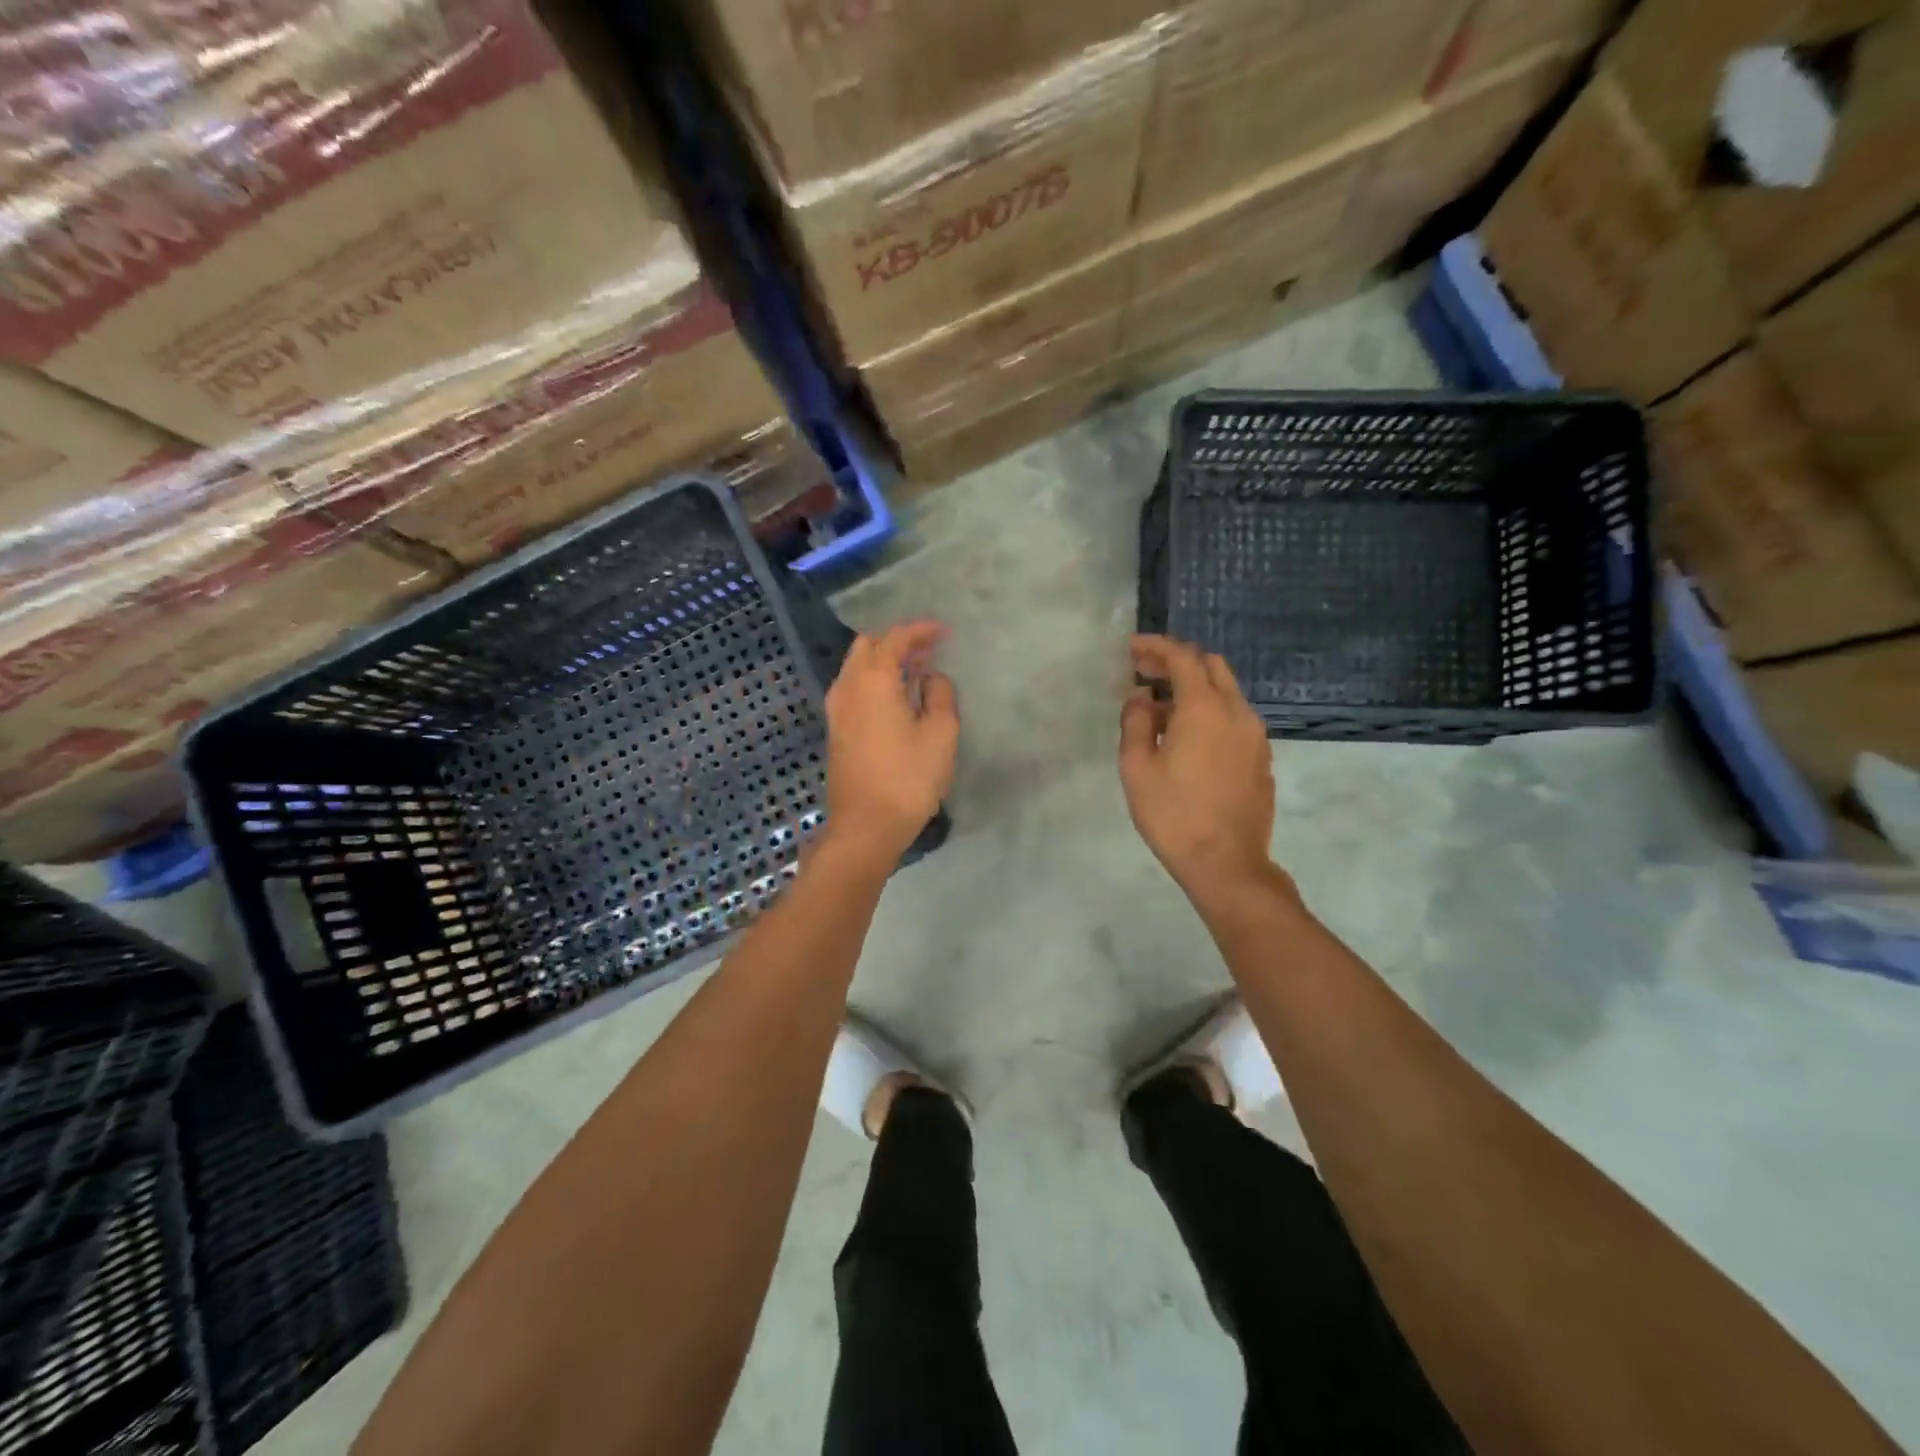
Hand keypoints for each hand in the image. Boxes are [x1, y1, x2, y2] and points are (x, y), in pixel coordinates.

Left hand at [822, 620, 958, 863]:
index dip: (919, 630)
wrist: (866, 825)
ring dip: (885, 661)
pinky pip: (854, 688)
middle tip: (928, 649)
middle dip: (897, 641)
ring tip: (916, 670)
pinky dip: (875, 680)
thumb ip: (940, 695)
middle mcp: (848, 686)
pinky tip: (897, 696)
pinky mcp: (836, 729)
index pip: (894, 639)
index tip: (943, 631)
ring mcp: (837, 709)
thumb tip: (932, 678)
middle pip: (868, 646)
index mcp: (873, 680)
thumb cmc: (909, 777)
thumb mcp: (941, 733)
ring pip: (857, 667)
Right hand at [1119, 635, 1277, 897]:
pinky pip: (1234, 718)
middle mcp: (1236, 712)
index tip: (1132, 648)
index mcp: (1204, 708)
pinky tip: (1187, 737)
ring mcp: (1255, 735)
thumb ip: (1135, 723)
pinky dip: (1210, 711)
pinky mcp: (1261, 757)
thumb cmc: (1173, 814)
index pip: (1182, 657)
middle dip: (1177, 661)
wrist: (1227, 863)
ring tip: (1160, 710)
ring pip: (1226, 692)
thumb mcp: (1137, 768)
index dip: (1156, 646)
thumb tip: (1141, 698)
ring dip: (1194, 688)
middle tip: (1145, 672)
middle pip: (1211, 666)